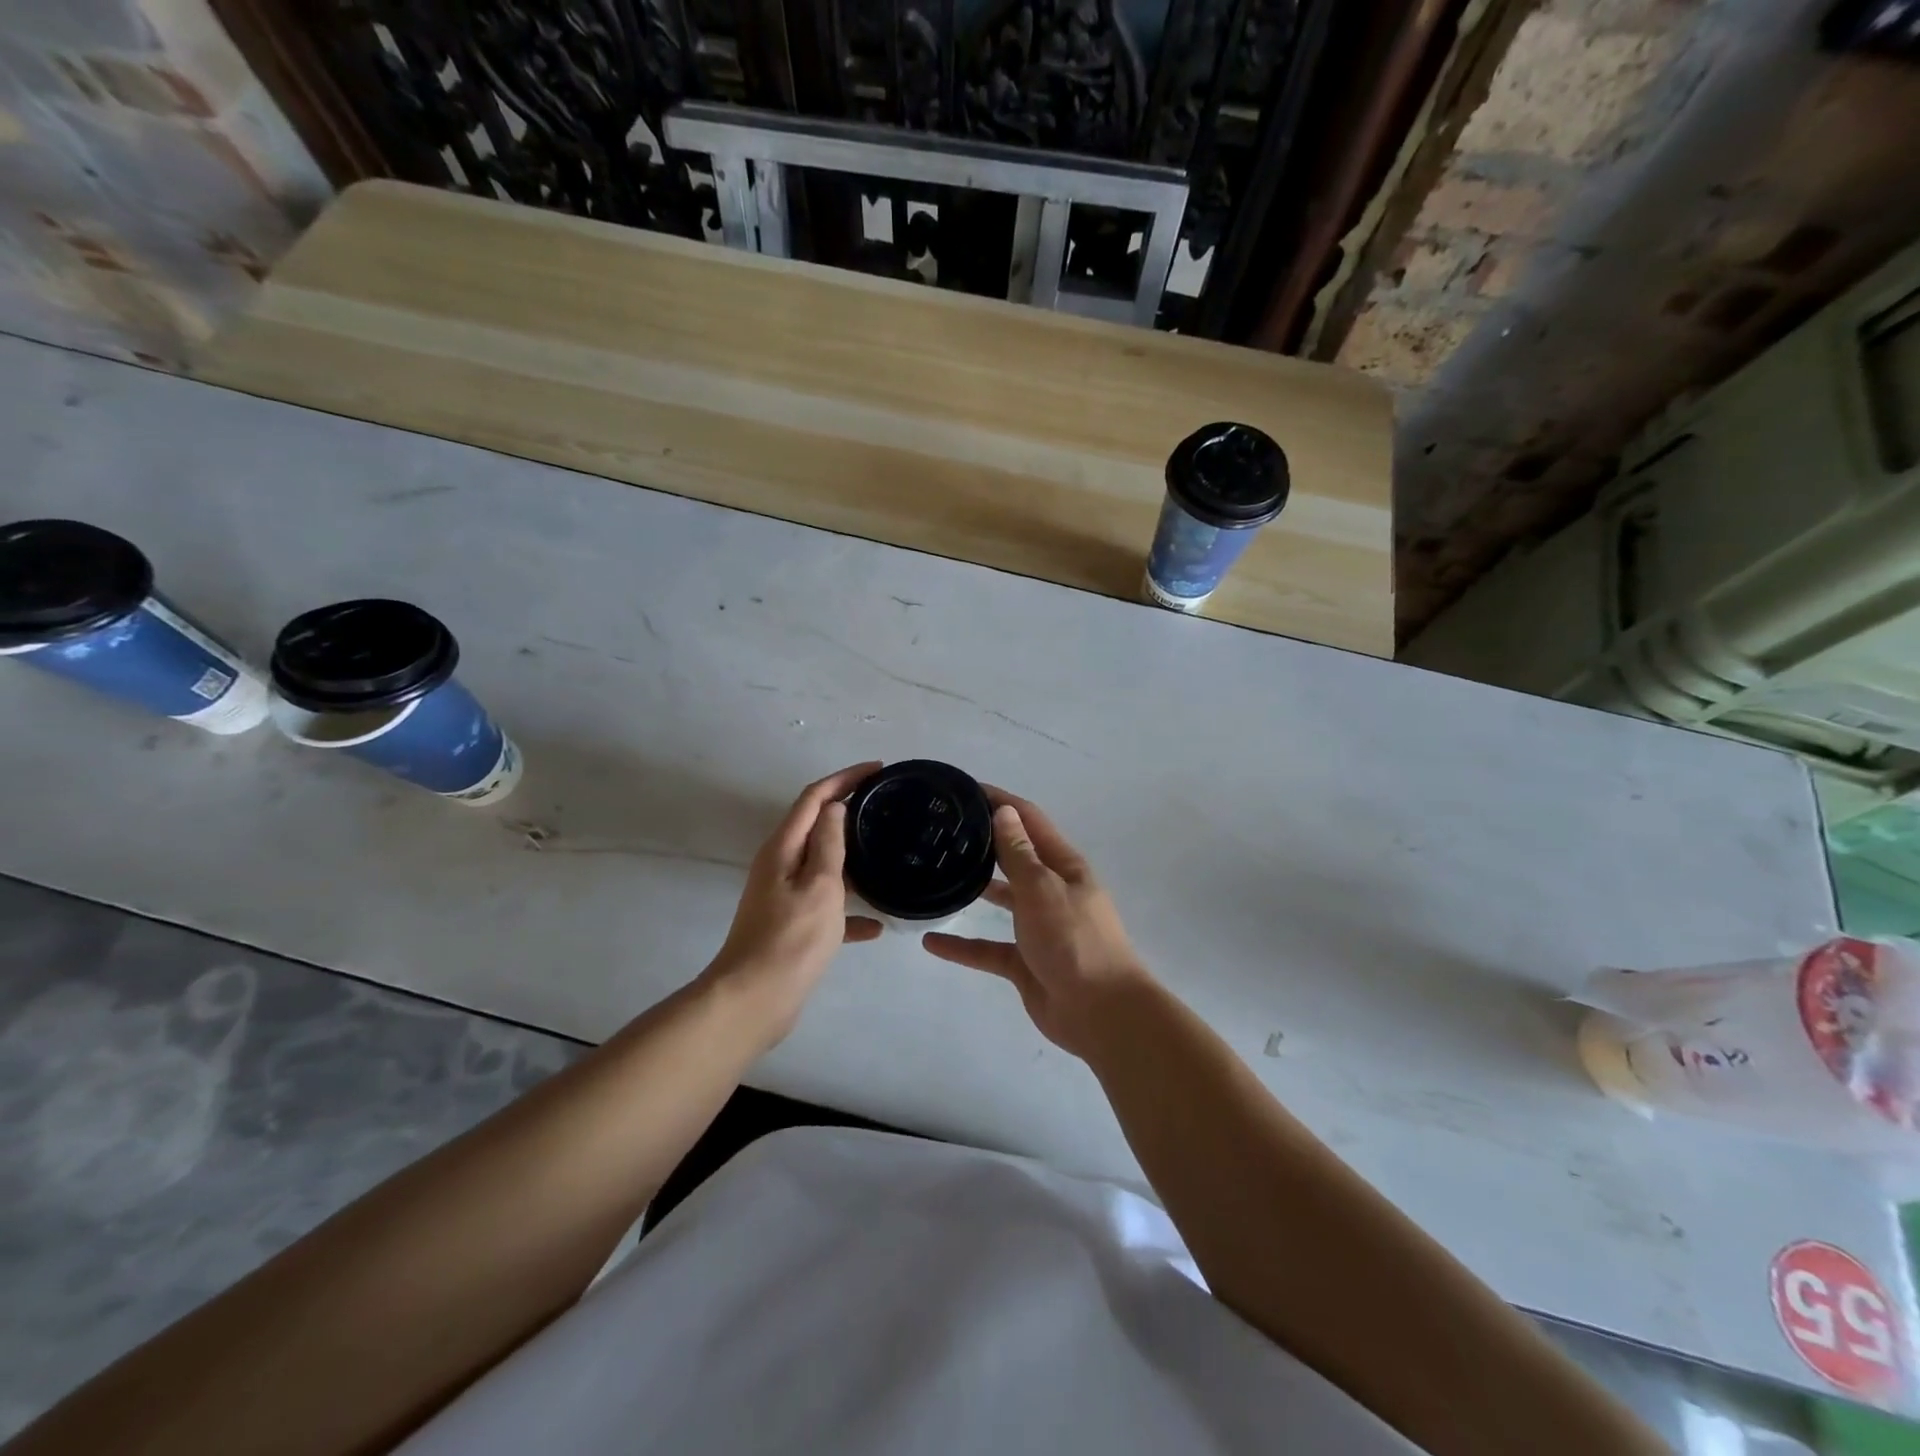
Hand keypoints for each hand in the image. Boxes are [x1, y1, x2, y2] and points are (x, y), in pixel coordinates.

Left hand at [704, 762, 883, 1043]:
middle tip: (886, 806)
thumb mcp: (820, 885)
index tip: (878, 770)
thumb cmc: (792, 938)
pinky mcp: (790, 925)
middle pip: (816, 826)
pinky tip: (876, 925)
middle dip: (848, 811)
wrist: (754, 1001)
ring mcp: (783, 896)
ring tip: (888, 855)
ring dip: (851, 858)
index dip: (845, 778)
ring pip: (823, 866)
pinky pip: (825, 905)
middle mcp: (779, 865)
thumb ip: (828, 843)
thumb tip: (834, 807)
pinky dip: (848, 909)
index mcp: (783, 848)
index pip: (814, 797)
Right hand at [922, 790, 1150, 1056]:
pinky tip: (930, 941)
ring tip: (936, 873)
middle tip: (941, 829)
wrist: (1101, 1013)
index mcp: (1063, 866)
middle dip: (984, 840)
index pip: (1029, 820)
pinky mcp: (1025, 962)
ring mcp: (1038, 927)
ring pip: (1002, 899)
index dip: (1001, 801)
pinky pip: (987, 948)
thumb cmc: (1075, 941)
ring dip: (975, 886)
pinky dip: (962, 946)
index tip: (964, 790)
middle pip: (1014, 856)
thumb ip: (1019, 854)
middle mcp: (1051, 890)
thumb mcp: (1043, 890)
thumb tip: (1004, 811)